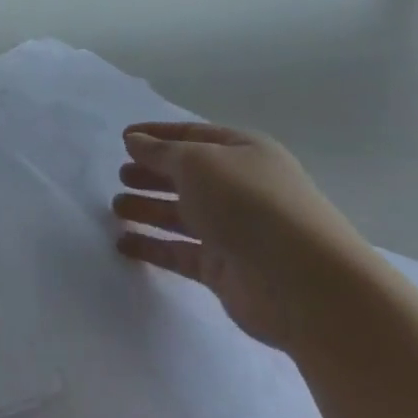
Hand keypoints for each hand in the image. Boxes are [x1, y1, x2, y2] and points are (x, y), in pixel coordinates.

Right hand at [111, 123, 374, 350]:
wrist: (302, 282)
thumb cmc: (249, 204)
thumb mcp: (198, 163)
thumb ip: (160, 152)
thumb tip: (134, 140)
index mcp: (243, 152)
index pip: (193, 136)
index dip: (158, 135)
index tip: (123, 139)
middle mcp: (240, 188)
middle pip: (187, 176)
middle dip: (152, 174)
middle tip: (119, 176)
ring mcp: (233, 230)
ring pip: (182, 214)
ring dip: (148, 209)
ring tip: (115, 208)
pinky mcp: (223, 269)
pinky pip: (179, 252)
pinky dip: (152, 246)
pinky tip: (123, 244)